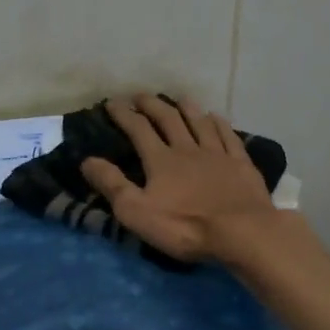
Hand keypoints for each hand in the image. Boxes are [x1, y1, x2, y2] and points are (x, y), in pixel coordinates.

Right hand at [80, 93, 282, 263]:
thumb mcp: (137, 212)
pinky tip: (215, 118)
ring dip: (186, 108)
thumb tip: (87, 160)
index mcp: (161, 160)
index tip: (111, 102)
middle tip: (141, 96)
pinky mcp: (241, 164)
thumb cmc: (184, 226)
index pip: (138, 129)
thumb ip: (112, 184)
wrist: (241, 232)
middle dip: (152, 105)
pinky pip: (228, 136)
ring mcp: (217, 154)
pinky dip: (219, 124)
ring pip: (199, 122)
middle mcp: (187, 149)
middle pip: (168, 119)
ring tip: (178, 99)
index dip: (123, 114)